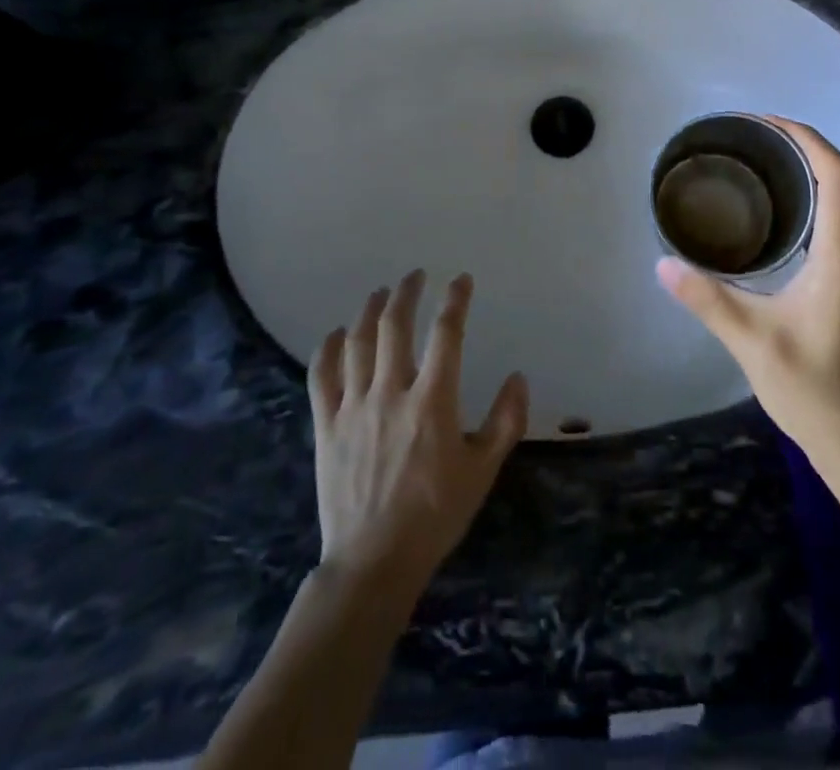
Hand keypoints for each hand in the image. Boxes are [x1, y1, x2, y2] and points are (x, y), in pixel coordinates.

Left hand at [309, 271, 528, 592]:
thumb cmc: (435, 515)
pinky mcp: (327, 425)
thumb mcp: (483, 471)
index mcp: (432, 401)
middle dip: (406, 293)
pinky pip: (322, 376)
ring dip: (369, 310)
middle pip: (394, 326)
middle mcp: (391, 392)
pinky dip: (328, 348)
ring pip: (357, 342)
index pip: (446, 334)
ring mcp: (354, 406)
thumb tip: (517, 377)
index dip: (455, 301)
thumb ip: (506, 421)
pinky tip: (337, 333)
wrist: (374, 562)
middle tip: (414, 276)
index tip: (461, 280)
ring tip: (380, 293)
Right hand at [658, 119, 839, 492]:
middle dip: (799, 149)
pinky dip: (801, 210)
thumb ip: (709, 301)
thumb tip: (663, 264)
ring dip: (802, 178)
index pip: (838, 175)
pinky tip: (767, 228)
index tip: (765, 123)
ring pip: (836, 208)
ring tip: (751, 171)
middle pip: (839, 182)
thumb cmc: (823, 397)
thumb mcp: (757, 345)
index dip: (807, 138)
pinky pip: (828, 232)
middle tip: (747, 141)